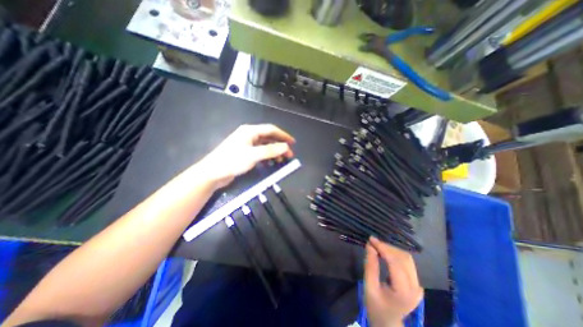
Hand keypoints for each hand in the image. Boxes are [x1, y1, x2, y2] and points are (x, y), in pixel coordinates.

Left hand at [198, 124, 295, 186]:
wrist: (213, 173)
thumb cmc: (232, 161)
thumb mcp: (253, 155)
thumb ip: (271, 151)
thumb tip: (286, 147)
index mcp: (250, 131)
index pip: (271, 130)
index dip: (283, 135)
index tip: (293, 143)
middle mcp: (249, 135)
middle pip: (269, 138)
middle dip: (280, 146)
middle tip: (289, 155)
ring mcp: (247, 144)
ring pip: (265, 146)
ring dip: (274, 152)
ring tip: (281, 160)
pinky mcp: (245, 153)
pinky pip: (260, 153)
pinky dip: (267, 157)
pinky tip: (271, 163)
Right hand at [363, 236, 423, 326]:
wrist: (388, 323)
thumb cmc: (376, 307)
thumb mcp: (369, 286)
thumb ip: (370, 265)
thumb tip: (370, 245)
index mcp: (403, 292)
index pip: (396, 263)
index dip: (383, 248)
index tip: (371, 239)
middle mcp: (415, 288)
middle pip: (404, 258)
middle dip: (387, 247)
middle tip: (372, 243)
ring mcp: (418, 286)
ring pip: (407, 258)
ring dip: (392, 249)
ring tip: (377, 247)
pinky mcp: (416, 283)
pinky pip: (407, 263)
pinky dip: (395, 254)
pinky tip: (385, 253)